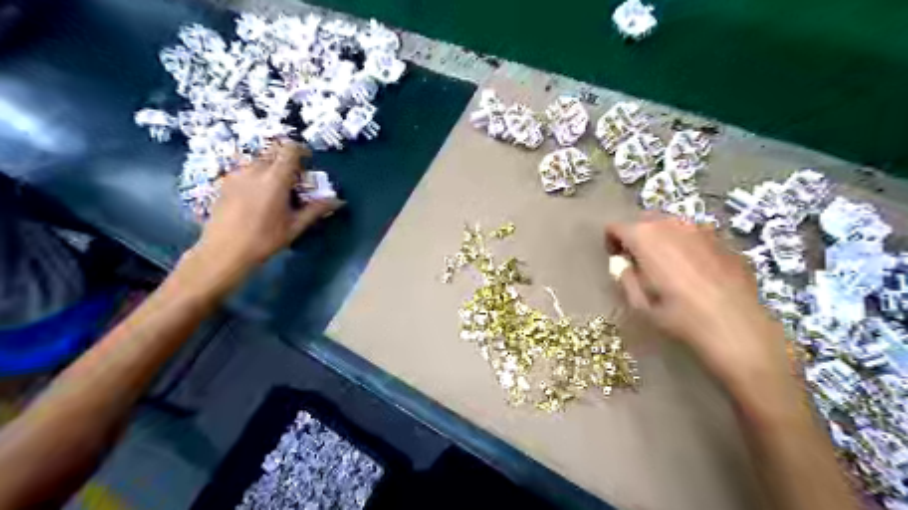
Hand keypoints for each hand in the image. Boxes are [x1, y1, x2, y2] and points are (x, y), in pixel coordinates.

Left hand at [195, 142, 343, 269]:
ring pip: (259, 161)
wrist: (223, 251)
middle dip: (287, 161)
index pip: (289, 149)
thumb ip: (316, 209)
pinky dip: (257, 176)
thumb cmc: (264, 240)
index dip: (301, 151)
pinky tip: (258, 197)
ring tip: (276, 190)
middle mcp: (255, 170)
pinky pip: (246, 170)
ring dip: (271, 169)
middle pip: (274, 153)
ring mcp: (237, 174)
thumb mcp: (295, 226)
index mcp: (275, 178)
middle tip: (294, 180)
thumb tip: (338, 201)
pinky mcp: (225, 182)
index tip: (308, 162)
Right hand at [605, 215, 792, 402]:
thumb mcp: (640, 303)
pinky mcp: (722, 239)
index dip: (611, 241)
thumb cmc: (679, 316)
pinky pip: (694, 234)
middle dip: (636, 236)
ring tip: (666, 264)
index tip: (616, 259)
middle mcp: (672, 225)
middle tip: (638, 261)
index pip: (616, 227)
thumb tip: (621, 264)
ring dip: (661, 238)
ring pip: (671, 225)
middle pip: (644, 220)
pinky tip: (694, 270)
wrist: (736, 327)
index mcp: (645, 237)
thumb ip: (624, 277)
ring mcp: (700, 229)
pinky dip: (685, 244)